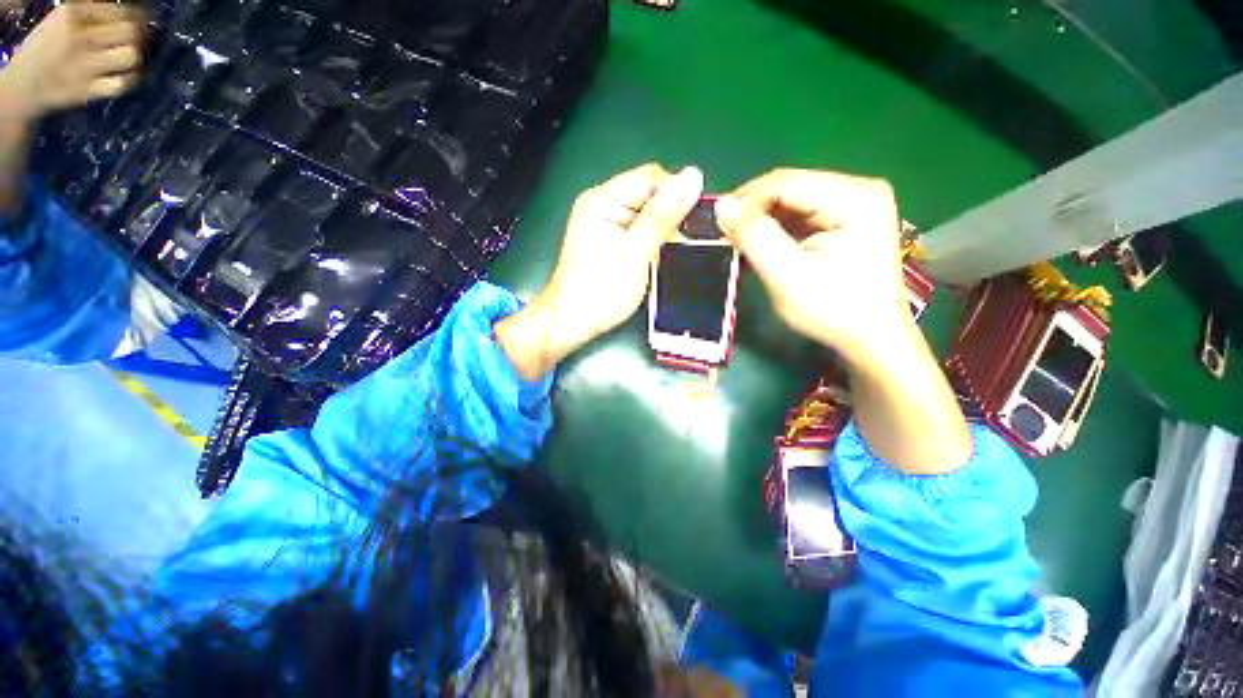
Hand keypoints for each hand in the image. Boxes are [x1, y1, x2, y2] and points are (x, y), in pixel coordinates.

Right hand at [0, 2, 146, 120]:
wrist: (22, 86)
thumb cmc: (50, 46)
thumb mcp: (68, 17)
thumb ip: (98, 10)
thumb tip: (134, 11)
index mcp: (73, 13)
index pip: (123, 9)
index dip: (138, 14)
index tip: (142, 17)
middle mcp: (78, 37)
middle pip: (131, 31)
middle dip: (141, 34)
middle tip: (140, 37)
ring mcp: (81, 66)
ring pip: (131, 56)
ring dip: (134, 56)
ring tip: (127, 55)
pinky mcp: (85, 92)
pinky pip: (121, 84)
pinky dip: (128, 80)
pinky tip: (123, 76)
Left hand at [496, 164, 703, 379]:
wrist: (568, 323)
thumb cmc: (598, 295)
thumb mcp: (633, 257)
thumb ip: (660, 218)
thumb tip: (692, 177)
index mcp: (602, 201)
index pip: (652, 178)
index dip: (678, 195)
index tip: (695, 224)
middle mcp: (601, 203)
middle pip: (648, 193)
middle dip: (671, 215)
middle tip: (682, 245)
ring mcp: (603, 220)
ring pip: (646, 211)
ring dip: (663, 229)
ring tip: (671, 253)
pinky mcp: (606, 236)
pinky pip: (637, 227)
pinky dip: (651, 239)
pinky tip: (657, 257)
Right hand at [713, 169, 907, 360]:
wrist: (871, 338)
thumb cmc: (833, 312)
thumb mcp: (787, 277)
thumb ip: (755, 238)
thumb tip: (722, 205)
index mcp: (854, 198)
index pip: (785, 183)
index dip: (746, 201)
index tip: (719, 226)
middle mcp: (859, 189)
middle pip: (789, 188)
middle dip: (753, 211)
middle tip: (727, 237)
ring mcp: (854, 202)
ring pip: (791, 200)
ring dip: (762, 220)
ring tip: (741, 243)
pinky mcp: (846, 218)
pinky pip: (799, 213)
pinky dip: (776, 228)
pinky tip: (763, 245)